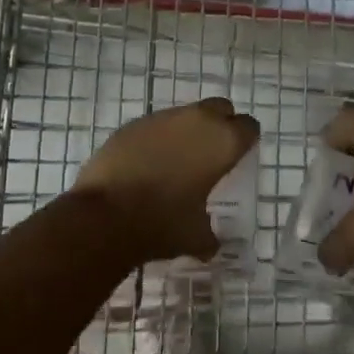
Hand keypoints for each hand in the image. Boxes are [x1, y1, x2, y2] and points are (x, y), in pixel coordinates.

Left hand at [72, 97, 259, 263]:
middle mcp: (197, 120)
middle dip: (221, 125)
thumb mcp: (196, 237)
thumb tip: (211, 245)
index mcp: (223, 143)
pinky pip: (155, 126)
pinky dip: (158, 139)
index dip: (245, 141)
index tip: (238, 157)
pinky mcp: (132, 124)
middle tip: (212, 153)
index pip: (249, 127)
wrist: (104, 215)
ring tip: (177, 162)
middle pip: (220, 108)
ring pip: (185, 114)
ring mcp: (161, 118)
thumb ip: (210, 235)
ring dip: (187, 131)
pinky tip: (148, 164)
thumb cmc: (162, 223)